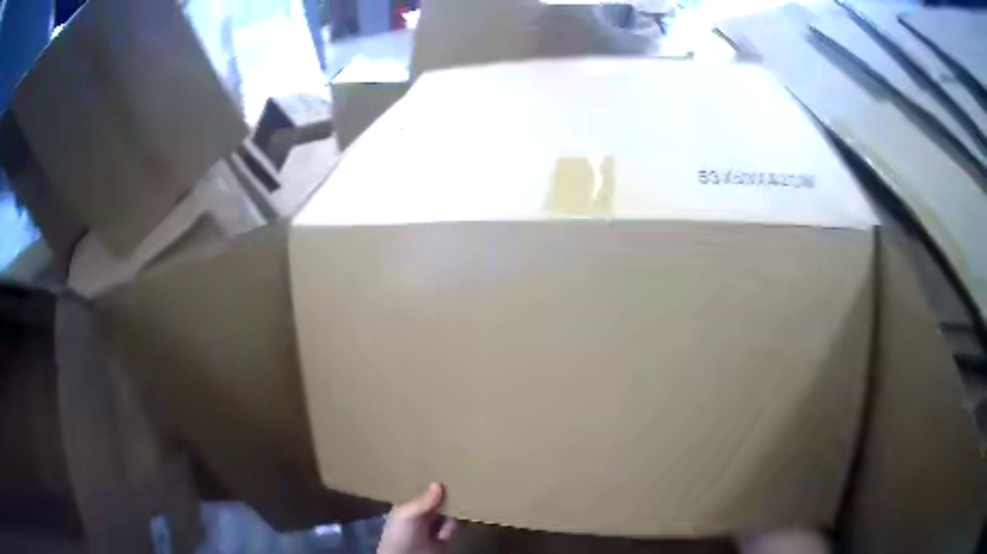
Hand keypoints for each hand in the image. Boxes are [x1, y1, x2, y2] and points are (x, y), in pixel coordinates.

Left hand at [377, 483, 457, 553]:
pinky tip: (460, 517)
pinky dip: (457, 524)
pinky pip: (454, 528)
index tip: (446, 474)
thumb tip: (438, 484)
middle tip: (461, 484)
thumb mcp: (407, 515)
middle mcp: (421, 517)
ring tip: (462, 501)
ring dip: (454, 510)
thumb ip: (423, 502)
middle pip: (437, 503)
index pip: (423, 493)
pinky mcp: (444, 540)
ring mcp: (433, 528)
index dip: (433, 487)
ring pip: (447, 514)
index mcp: (408, 508)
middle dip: (447, 497)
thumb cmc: (401, 535)